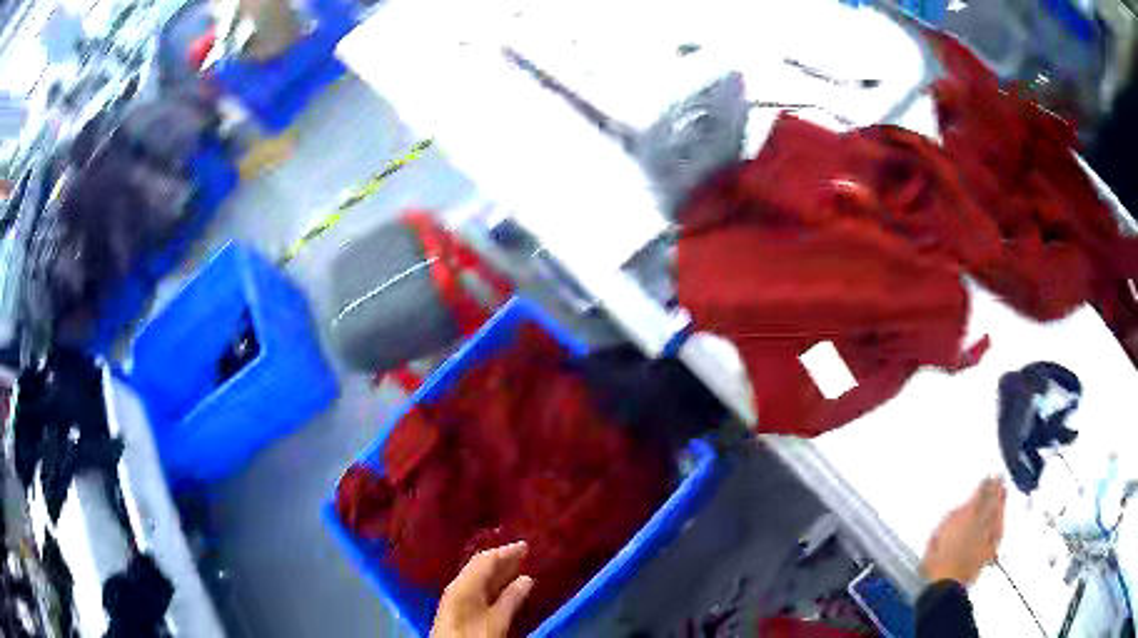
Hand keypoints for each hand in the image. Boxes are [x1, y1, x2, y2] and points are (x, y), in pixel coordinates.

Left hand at [431, 541, 534, 637]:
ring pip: (477, 576)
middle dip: (501, 559)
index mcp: (464, 585)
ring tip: (518, 567)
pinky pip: (475, 586)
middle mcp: (457, 585)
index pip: (485, 560)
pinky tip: (503, 587)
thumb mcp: (497, 620)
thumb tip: (527, 579)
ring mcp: (455, 596)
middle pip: (479, 566)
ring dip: (496, 571)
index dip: (505, 551)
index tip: (525, 546)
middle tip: (523, 554)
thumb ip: (511, 599)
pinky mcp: (456, 607)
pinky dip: (491, 583)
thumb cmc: (474, 636)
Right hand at [921, 476, 1006, 586]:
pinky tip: (1003, 520)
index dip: (985, 484)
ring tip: (1004, 491)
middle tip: (1000, 478)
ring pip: (997, 514)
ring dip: (1001, 502)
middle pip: (991, 502)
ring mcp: (987, 537)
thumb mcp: (937, 535)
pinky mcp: (990, 550)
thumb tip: (961, 508)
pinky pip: (999, 532)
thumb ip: (950, 519)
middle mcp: (981, 522)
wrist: (946, 585)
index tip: (989, 475)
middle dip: (996, 489)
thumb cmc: (937, 561)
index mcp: (967, 516)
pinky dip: (1002, 523)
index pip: (979, 495)